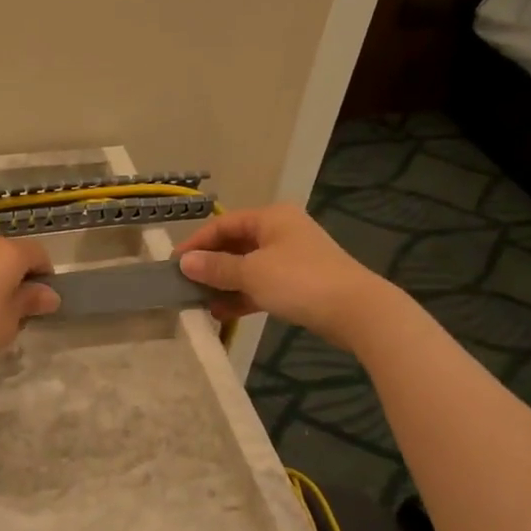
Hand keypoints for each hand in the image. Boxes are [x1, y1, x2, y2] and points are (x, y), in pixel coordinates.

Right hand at [176, 205, 388, 348]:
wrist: (356, 311)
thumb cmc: (299, 281)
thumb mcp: (251, 273)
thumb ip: (216, 268)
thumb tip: (184, 263)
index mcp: (270, 217)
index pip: (222, 225)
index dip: (196, 243)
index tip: (174, 265)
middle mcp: (281, 231)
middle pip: (235, 245)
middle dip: (210, 266)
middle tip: (185, 285)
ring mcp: (292, 257)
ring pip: (248, 267)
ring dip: (224, 284)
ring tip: (199, 303)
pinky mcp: (300, 282)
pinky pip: (262, 284)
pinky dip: (243, 295)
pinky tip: (222, 313)